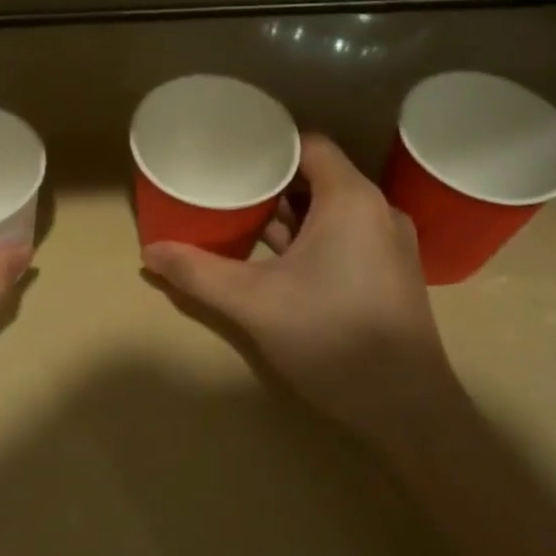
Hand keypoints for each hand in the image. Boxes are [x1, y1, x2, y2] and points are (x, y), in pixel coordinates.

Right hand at [143, 136, 453, 442]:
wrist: (408, 411)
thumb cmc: (331, 337)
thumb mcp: (253, 303)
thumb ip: (198, 273)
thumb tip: (148, 253)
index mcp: (350, 199)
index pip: (307, 144)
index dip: (268, 145)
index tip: (230, 154)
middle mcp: (377, 210)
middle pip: (317, 176)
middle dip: (270, 182)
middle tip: (226, 188)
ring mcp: (389, 244)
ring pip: (331, 209)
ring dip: (289, 213)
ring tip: (242, 220)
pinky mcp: (391, 273)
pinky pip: (345, 235)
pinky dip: (311, 236)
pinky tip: (276, 260)